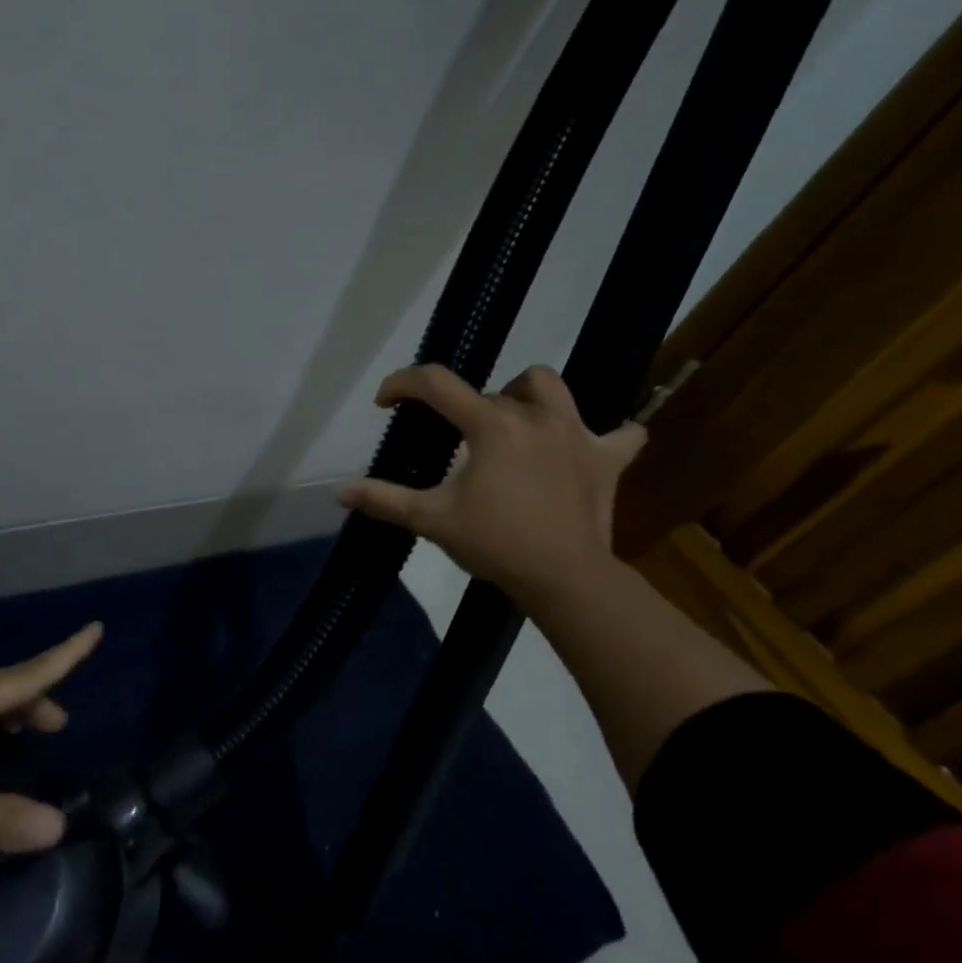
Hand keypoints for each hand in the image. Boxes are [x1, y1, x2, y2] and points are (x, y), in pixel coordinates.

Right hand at [337, 365, 645, 597]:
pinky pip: (620, 433)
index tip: (385, 402)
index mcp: (491, 424)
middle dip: (461, 411)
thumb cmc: (495, 544)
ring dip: (525, 395)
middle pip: (489, 393)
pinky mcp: (607, 458)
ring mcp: (577, 433)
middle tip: (450, 446)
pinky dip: (605, 435)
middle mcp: (535, 415)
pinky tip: (586, 447)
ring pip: (549, 387)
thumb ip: (385, 499)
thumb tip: (341, 492)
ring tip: (512, 422)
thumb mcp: (433, 520)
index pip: (437, 384)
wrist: (564, 578)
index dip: (403, 384)